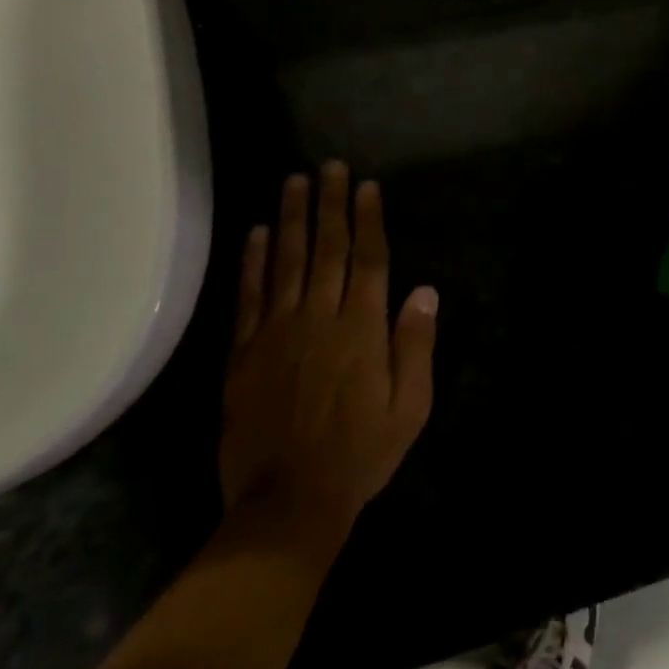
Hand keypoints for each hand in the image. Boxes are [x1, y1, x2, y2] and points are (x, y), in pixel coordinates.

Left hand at [220, 163, 438, 545]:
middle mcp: (319, 318)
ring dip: (291, 218)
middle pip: (327, 249)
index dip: (368, 220)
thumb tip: (423, 290)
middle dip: (330, 204)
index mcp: (362, 329)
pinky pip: (249, 296)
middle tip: (330, 166)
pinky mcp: (245, 352)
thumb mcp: (410, 407)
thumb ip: (415, 345)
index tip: (367, 187)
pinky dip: (253, 262)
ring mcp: (277, 332)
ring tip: (295, 182)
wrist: (288, 502)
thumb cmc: (361, 454)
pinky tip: (256, 233)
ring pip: (286, 262)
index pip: (369, 260)